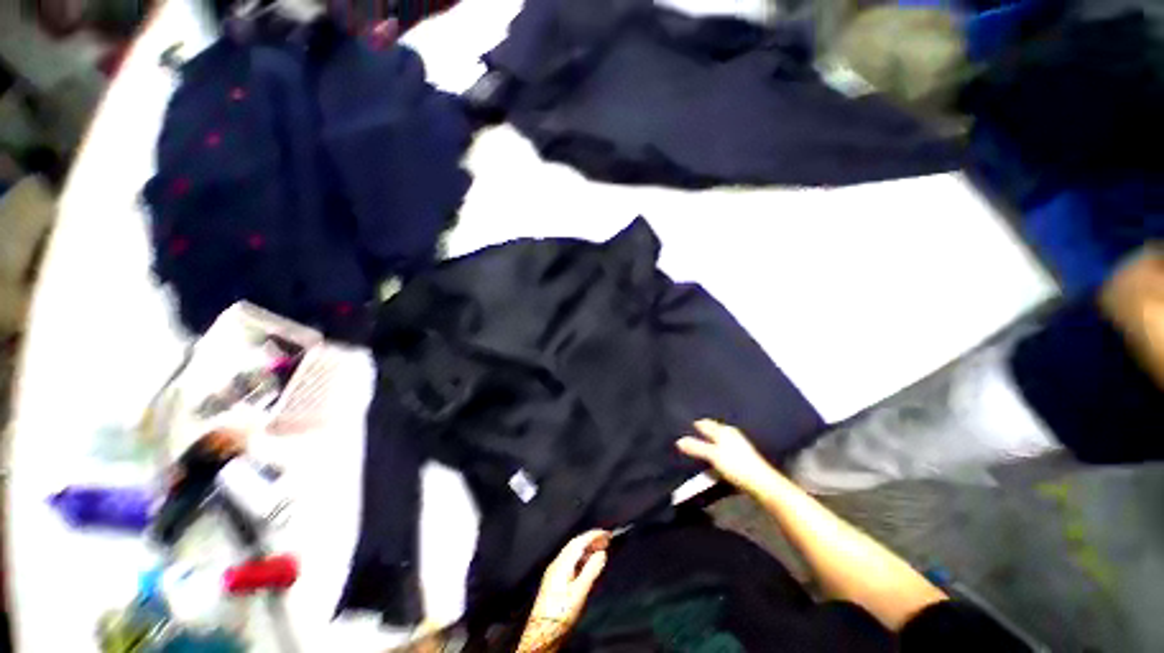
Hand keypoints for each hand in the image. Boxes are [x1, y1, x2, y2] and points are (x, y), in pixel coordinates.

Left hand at [519, 530, 610, 651]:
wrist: (542, 632)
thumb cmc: (561, 613)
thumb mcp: (580, 592)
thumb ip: (592, 571)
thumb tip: (602, 554)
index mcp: (562, 563)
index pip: (579, 542)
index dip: (593, 535)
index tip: (607, 534)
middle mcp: (557, 563)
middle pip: (575, 545)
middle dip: (591, 540)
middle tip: (606, 540)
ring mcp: (554, 572)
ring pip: (572, 553)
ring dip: (587, 549)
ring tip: (600, 551)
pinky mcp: (554, 580)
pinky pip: (570, 561)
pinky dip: (581, 558)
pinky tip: (588, 565)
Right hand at [677, 419, 777, 492]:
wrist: (762, 484)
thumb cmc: (736, 465)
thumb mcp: (713, 455)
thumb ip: (696, 447)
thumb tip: (678, 440)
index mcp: (724, 431)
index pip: (705, 423)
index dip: (695, 425)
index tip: (682, 428)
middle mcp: (731, 435)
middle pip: (712, 432)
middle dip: (701, 435)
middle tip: (687, 439)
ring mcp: (737, 446)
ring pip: (718, 442)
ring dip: (708, 446)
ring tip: (696, 452)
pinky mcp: (741, 459)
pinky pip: (722, 453)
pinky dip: (715, 455)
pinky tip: (711, 463)